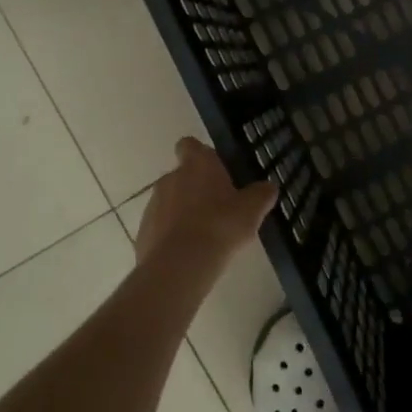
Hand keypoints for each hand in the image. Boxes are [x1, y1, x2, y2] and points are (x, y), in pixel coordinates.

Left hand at [133, 138, 277, 279]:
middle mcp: (170, 178)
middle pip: (182, 176)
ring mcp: (153, 205)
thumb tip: (268, 186)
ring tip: (205, 236)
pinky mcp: (143, 232)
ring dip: (184, 213)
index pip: (190, 145)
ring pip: (170, 202)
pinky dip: (172, 236)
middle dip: (197, 189)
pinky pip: (161, 228)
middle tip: (219, 209)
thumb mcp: (252, 210)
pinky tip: (189, 254)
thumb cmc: (220, 226)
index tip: (214, 169)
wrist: (179, 266)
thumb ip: (261, 194)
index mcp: (197, 165)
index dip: (200, 154)